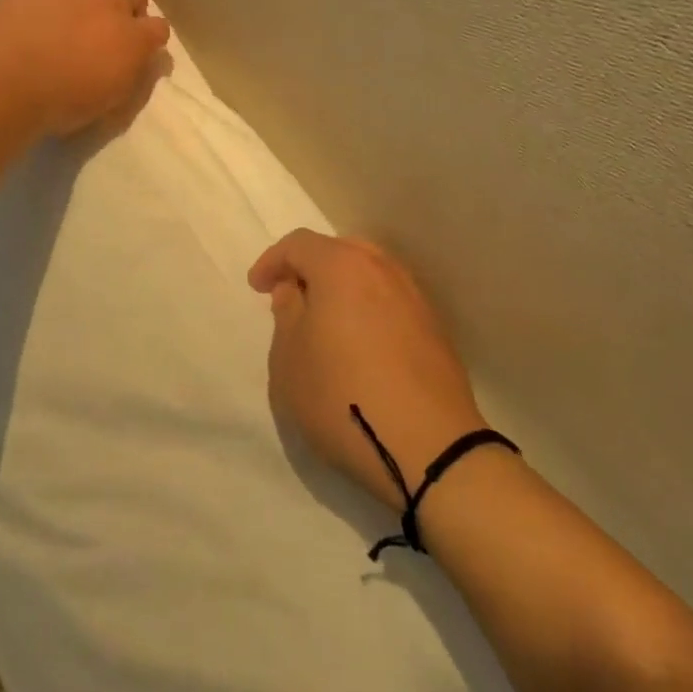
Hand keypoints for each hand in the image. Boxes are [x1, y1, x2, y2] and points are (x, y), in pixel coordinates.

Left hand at [0, 0, 170, 135]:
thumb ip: (130, 75)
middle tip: (108, 25)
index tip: (137, 47)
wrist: (9, 85)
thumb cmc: (61, 105)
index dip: (149, 36)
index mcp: (134, 40)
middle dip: (128, 7)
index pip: (159, 27)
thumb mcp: (109, 103)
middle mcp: (114, 6)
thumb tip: (140, 61)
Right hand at [249, 230, 487, 511]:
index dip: (273, 261)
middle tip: (292, 297)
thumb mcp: (289, 360)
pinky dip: (369, 308)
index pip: (299, 244)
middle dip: (311, 268)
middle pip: (339, 250)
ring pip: (369, 273)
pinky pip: (391, 300)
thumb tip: (294, 290)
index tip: (258, 287)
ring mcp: (413, 296)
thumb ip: (286, 315)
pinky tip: (362, 342)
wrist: (430, 446)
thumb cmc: (343, 396)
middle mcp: (381, 268)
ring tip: (327, 320)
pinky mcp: (434, 327)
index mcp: (341, 265)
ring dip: (343, 287)